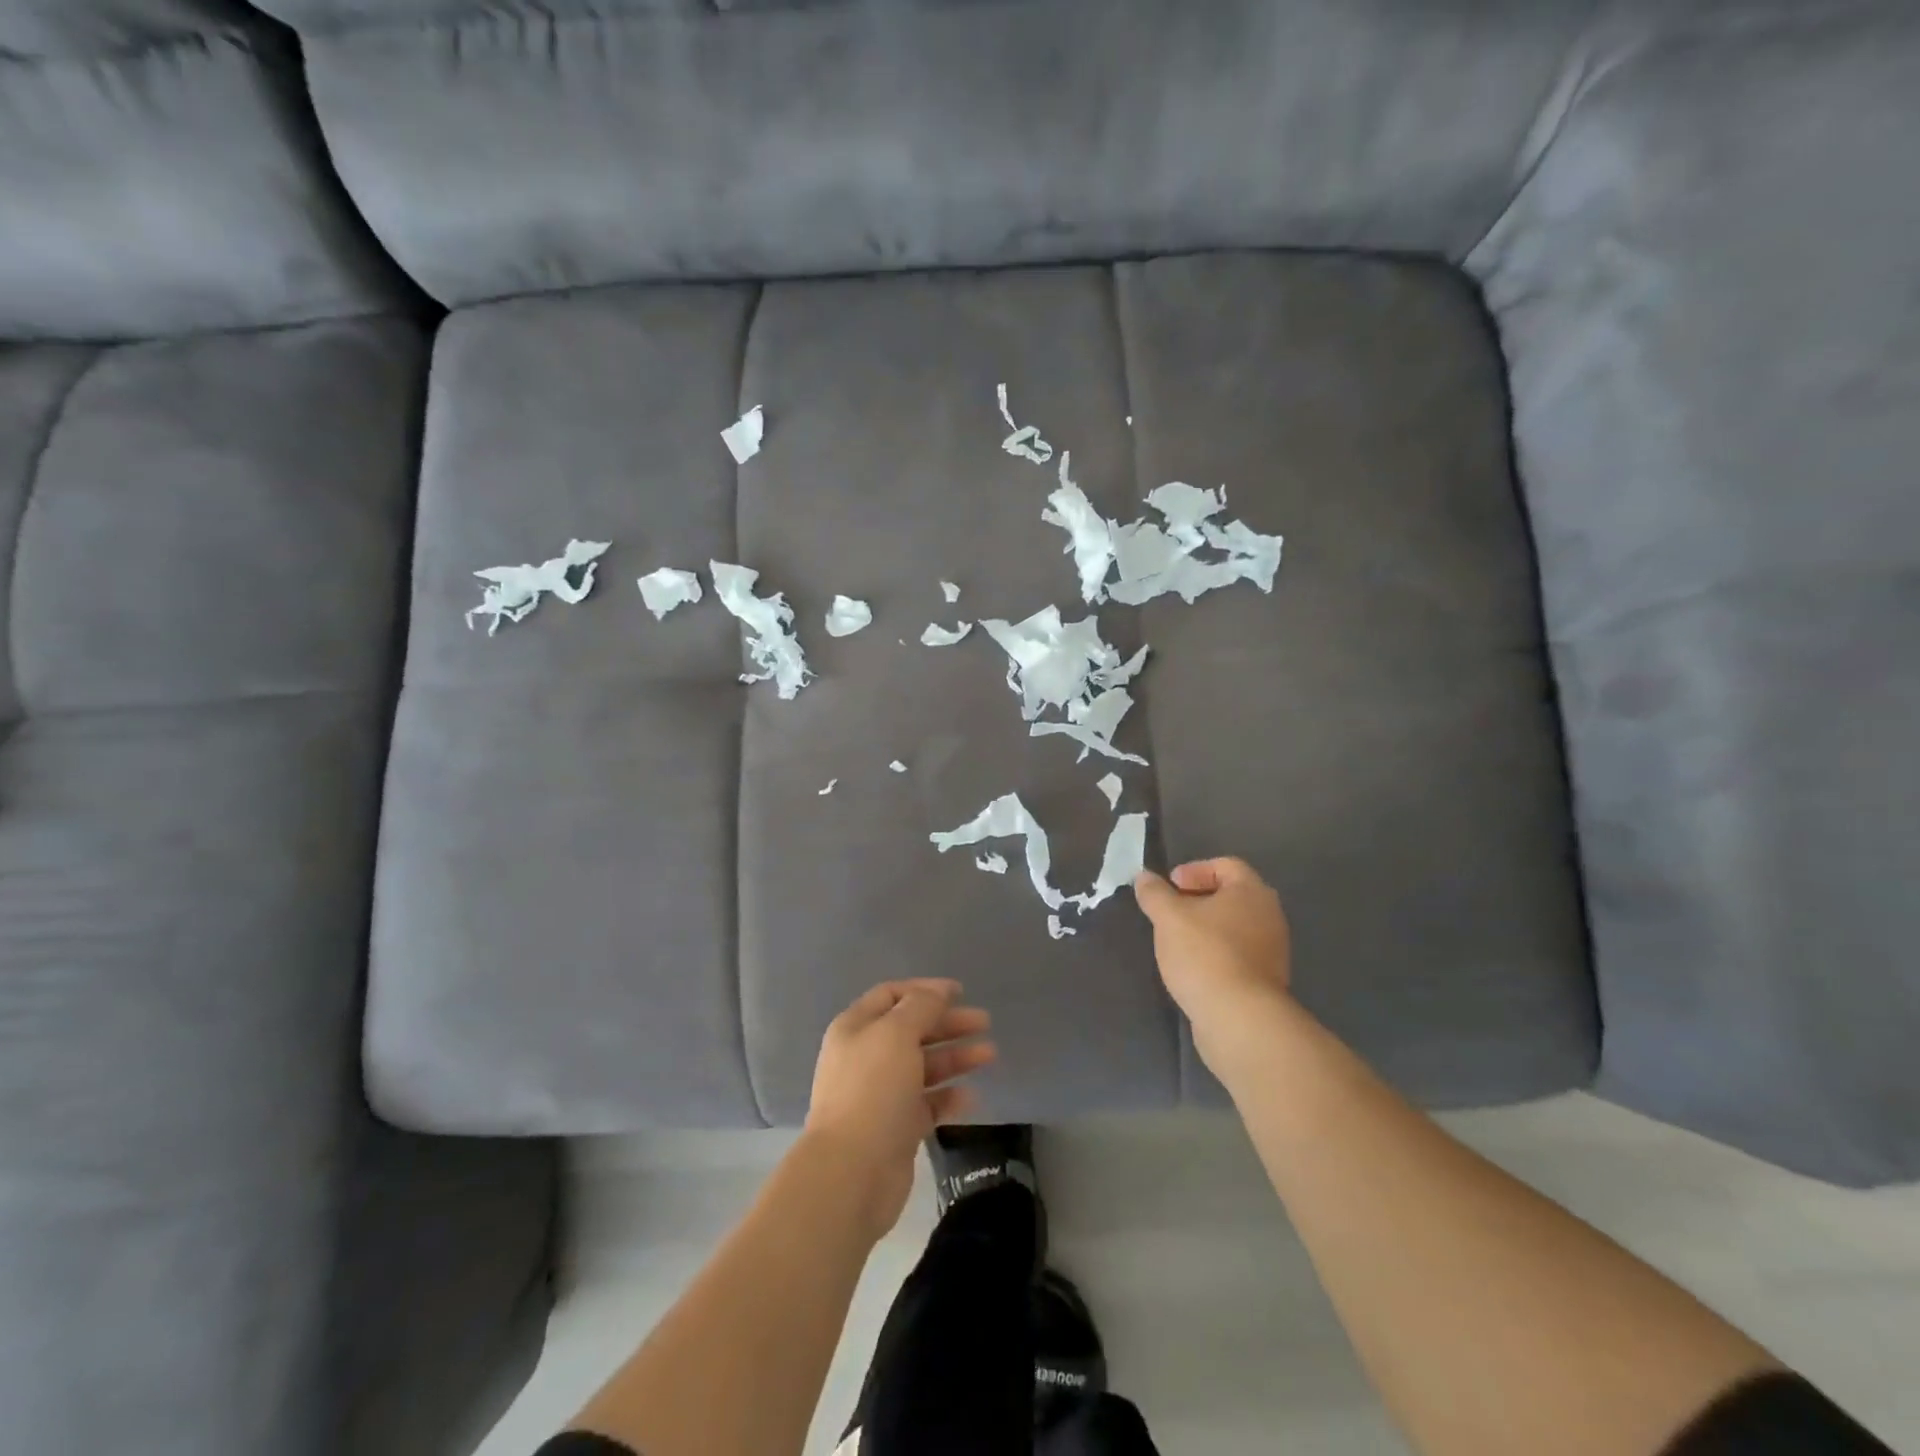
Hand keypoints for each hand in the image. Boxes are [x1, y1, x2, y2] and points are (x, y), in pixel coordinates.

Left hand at [803, 979, 994, 1240]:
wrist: (852, 1172)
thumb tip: (938, 992)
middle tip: (984, 1023)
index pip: (892, 995)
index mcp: (856, 1028)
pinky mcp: (896, 1128)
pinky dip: (949, 1096)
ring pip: (924, 1066)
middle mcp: (867, 1056)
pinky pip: (928, 1103)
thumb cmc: (872, 1090)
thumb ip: (921, 1007)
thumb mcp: (896, 1034)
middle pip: (912, 1029)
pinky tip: (972, 1096)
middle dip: (948, 1023)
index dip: (925, 990)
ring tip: (990, 1055)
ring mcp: (881, 1094)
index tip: (960, 992)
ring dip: (956, 1057)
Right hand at [1134, 859, 1291, 1068]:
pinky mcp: (1266, 980)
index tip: (1170, 887)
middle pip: (1230, 896)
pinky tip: (1192, 968)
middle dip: (1197, 900)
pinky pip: (1237, 954)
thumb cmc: (1205, 954)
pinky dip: (1215, 953)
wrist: (1239, 1018)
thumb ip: (1154, 893)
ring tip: (1176, 941)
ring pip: (1233, 927)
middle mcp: (1269, 916)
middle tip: (1170, 912)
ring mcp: (1272, 950)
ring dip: (1205, 928)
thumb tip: (1144, 877)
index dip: (1194, 870)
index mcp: (1252, 892)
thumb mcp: (1169, 917)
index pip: (1225, 865)